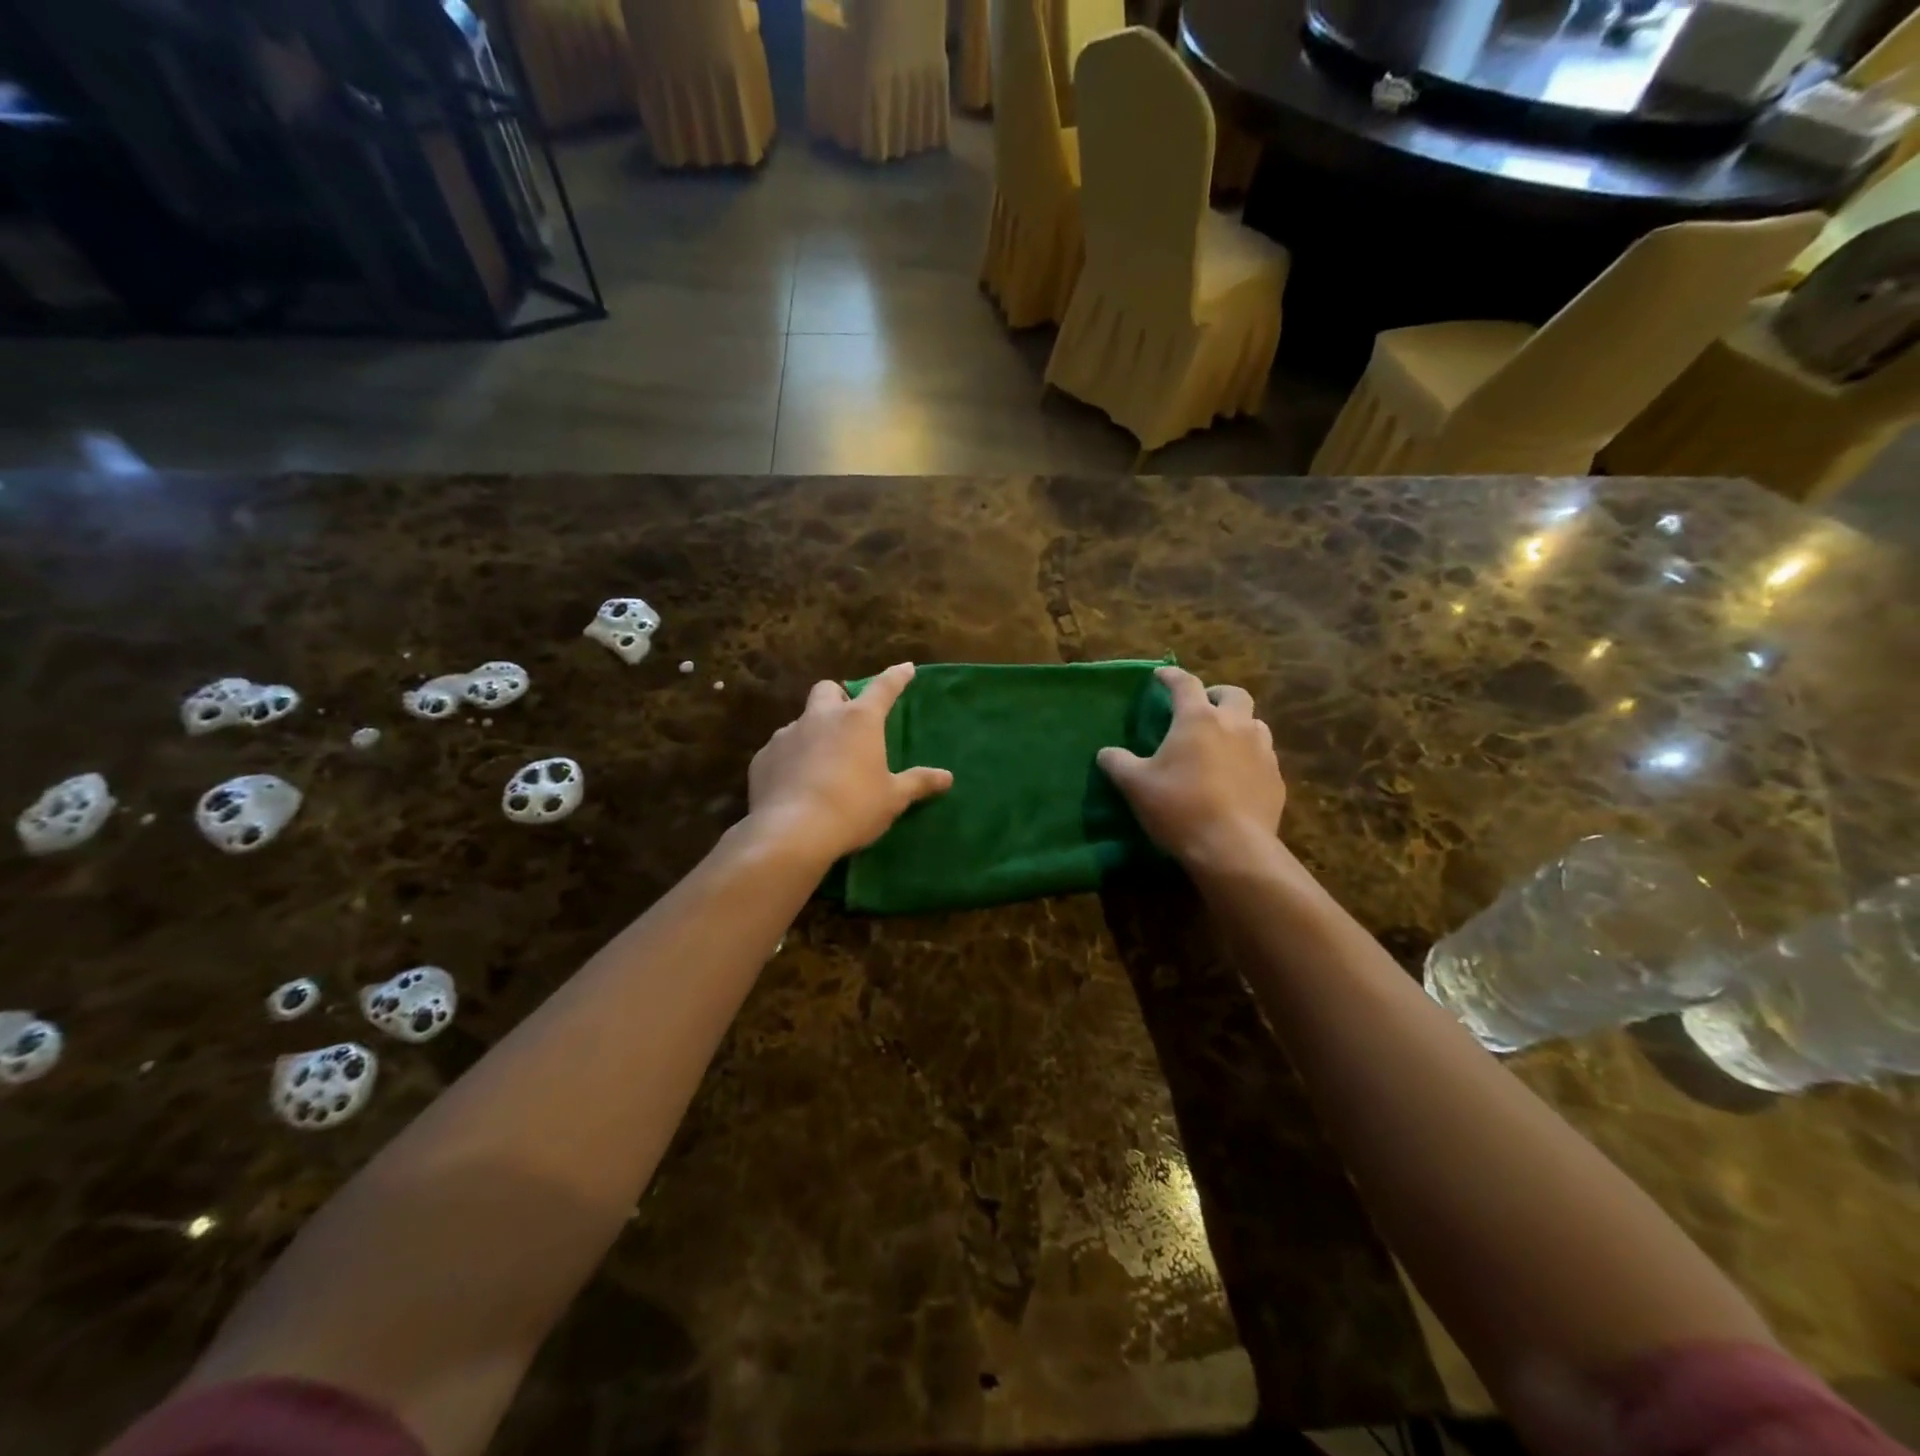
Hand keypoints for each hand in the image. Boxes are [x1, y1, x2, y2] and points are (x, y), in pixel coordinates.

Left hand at [747, 662, 952, 863]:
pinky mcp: (763, 758)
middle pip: (828, 689)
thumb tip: (947, 777)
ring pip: (801, 721)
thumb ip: (918, 783)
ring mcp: (787, 735)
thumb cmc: (853, 808)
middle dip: (840, 697)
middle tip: (849, 720)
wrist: (792, 832)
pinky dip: (791, 759)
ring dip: (813, 732)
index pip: (883, 688)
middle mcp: (821, 717)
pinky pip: (780, 749)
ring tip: (822, 761)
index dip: (897, 677)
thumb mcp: (893, 798)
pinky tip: (796, 783)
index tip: (906, 669)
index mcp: (859, 720)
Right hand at [1098, 666, 1285, 870]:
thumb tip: (1106, 753)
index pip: (1185, 684)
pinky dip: (1249, 757)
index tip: (1160, 675)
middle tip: (1202, 707)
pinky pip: (1264, 756)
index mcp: (1198, 719)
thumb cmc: (1179, 807)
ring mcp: (1262, 751)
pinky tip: (1237, 776)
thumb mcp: (1135, 786)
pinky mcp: (1276, 779)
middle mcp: (1235, 726)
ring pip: (1255, 723)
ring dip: (1238, 724)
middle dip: (1216, 695)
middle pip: (1233, 694)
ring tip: (1222, 742)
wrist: (1232, 848)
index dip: (1171, 676)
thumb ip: (1118, 763)